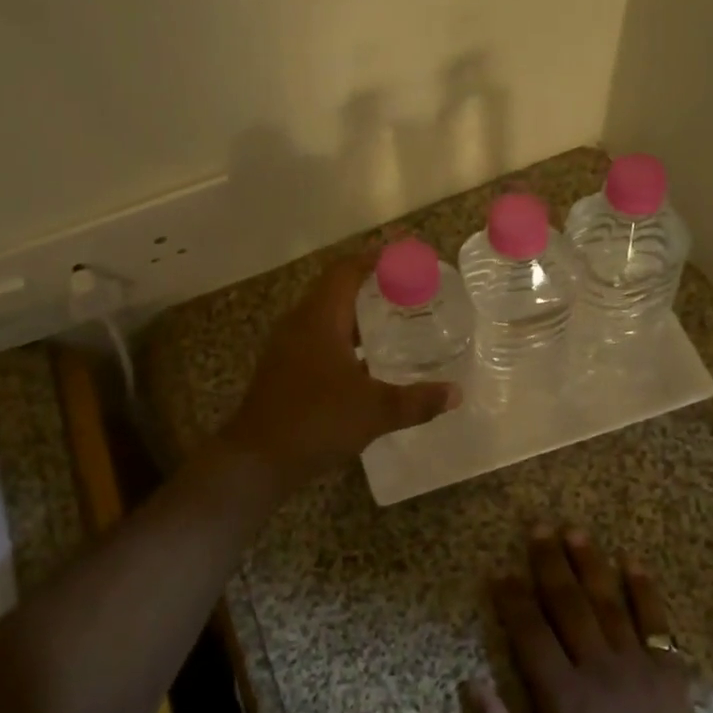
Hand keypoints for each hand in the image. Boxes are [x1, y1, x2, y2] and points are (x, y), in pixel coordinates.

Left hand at [221, 248, 458, 491]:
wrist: (256, 459)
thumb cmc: (316, 421)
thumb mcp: (375, 411)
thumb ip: (417, 401)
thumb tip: (456, 393)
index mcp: (319, 318)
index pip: (346, 271)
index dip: (374, 258)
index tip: (402, 253)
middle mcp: (299, 323)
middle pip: (334, 289)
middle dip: (368, 284)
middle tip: (404, 287)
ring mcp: (286, 347)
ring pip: (324, 316)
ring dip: (354, 312)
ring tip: (390, 319)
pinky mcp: (281, 370)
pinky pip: (316, 338)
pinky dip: (342, 337)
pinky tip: (363, 360)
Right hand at [466, 528, 712, 712]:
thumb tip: (471, 683)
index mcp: (562, 693)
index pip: (530, 632)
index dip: (512, 598)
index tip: (500, 570)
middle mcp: (596, 667)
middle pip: (568, 604)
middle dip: (550, 564)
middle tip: (538, 528)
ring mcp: (636, 666)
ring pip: (607, 603)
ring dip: (589, 565)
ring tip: (575, 532)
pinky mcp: (669, 673)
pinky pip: (656, 623)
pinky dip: (644, 591)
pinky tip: (632, 562)